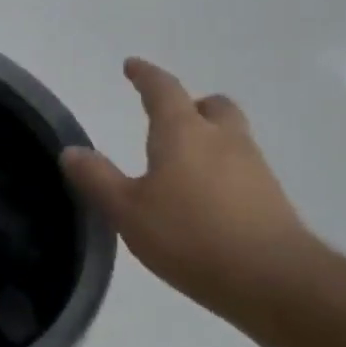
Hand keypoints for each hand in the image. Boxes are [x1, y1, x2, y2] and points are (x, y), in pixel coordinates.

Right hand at [61, 58, 321, 314]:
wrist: (274, 280)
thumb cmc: (190, 236)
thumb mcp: (127, 210)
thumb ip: (97, 178)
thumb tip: (71, 151)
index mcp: (184, 133)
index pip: (164, 90)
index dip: (146, 75)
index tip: (132, 66)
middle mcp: (223, 139)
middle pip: (212, 106)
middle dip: (190, 105)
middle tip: (168, 119)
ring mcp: (254, 168)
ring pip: (231, 136)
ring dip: (208, 138)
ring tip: (182, 164)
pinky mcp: (272, 198)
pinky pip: (242, 168)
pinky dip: (222, 171)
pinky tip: (206, 199)